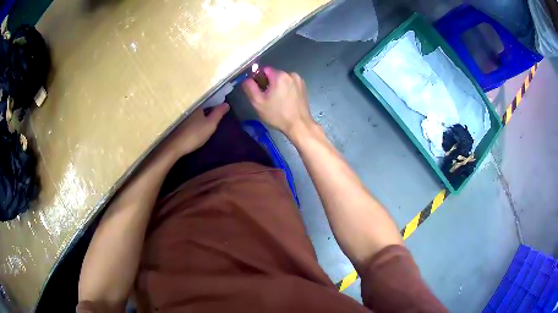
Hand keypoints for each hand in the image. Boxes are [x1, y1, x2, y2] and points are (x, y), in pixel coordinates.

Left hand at [159, 103, 228, 159]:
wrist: (175, 146)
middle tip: (216, 111)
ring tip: (207, 116)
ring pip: (194, 110)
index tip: (221, 105)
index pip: (208, 99)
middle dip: (207, 106)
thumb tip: (226, 104)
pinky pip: (189, 116)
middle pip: (201, 104)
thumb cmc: (194, 134)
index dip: (215, 101)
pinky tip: (196, 123)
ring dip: (200, 112)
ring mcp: (182, 114)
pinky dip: (194, 118)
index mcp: (197, 104)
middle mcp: (188, 106)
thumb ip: (219, 113)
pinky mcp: (178, 122)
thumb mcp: (210, 124)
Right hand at [242, 67, 314, 138]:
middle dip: (269, 84)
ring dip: (278, 87)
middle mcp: (291, 74)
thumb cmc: (277, 115)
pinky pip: (290, 84)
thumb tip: (246, 79)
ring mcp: (299, 80)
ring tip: (277, 101)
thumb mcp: (258, 102)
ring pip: (283, 80)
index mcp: (280, 76)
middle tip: (267, 98)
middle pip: (274, 74)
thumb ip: (250, 87)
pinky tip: (285, 101)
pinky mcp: (304, 87)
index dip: (259, 79)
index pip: (264, 70)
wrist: (299, 125)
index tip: (259, 90)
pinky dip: (286, 89)